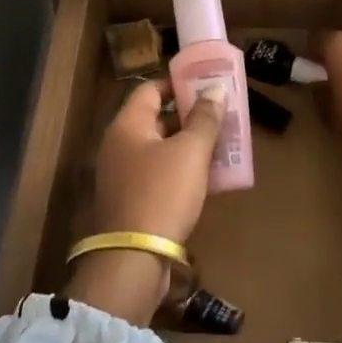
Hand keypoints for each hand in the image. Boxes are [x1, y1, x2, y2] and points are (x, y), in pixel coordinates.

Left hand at [66, 79, 227, 323]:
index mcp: (127, 125)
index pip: (150, 89)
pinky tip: (208, 178)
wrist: (135, 258)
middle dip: (190, 116)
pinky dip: (182, 170)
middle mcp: (119, 145)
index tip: (206, 84)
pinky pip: (159, 174)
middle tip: (221, 115)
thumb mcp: (190, 152)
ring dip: (189, 145)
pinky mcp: (131, 201)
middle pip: (156, 119)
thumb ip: (205, 118)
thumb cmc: (162, 193)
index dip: (178, 84)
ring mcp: (123, 175)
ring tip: (222, 144)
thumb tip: (214, 89)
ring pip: (160, 149)